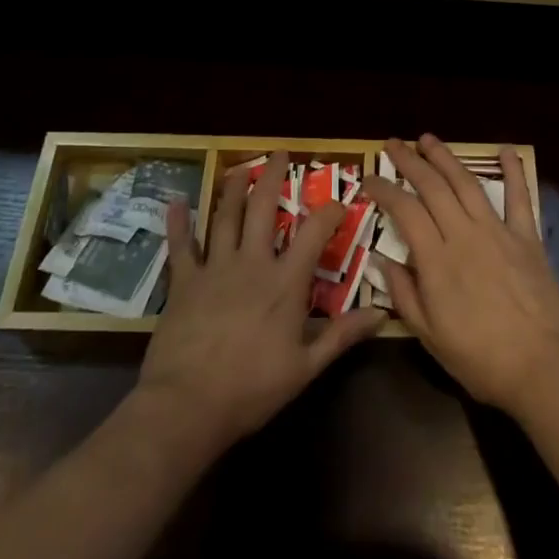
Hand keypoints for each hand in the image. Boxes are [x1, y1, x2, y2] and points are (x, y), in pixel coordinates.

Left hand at [138, 151, 383, 452]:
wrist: (187, 406)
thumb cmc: (251, 389)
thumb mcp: (305, 368)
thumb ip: (342, 336)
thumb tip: (381, 314)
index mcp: (285, 282)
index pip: (314, 233)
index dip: (329, 212)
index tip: (339, 201)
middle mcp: (252, 263)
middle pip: (264, 208)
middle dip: (273, 177)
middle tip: (279, 153)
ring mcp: (215, 268)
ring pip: (226, 217)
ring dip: (234, 188)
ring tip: (240, 167)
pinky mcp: (184, 282)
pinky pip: (182, 246)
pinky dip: (179, 223)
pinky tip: (177, 202)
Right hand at [363, 134, 558, 419]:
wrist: (543, 368)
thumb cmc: (481, 360)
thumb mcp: (430, 337)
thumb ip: (404, 295)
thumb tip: (383, 260)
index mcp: (436, 260)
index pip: (404, 211)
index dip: (384, 189)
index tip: (369, 178)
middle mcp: (464, 234)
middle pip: (432, 186)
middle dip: (410, 161)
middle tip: (394, 143)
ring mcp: (498, 231)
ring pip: (466, 182)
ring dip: (446, 157)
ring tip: (428, 138)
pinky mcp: (527, 237)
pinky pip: (520, 197)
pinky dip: (513, 171)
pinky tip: (507, 151)